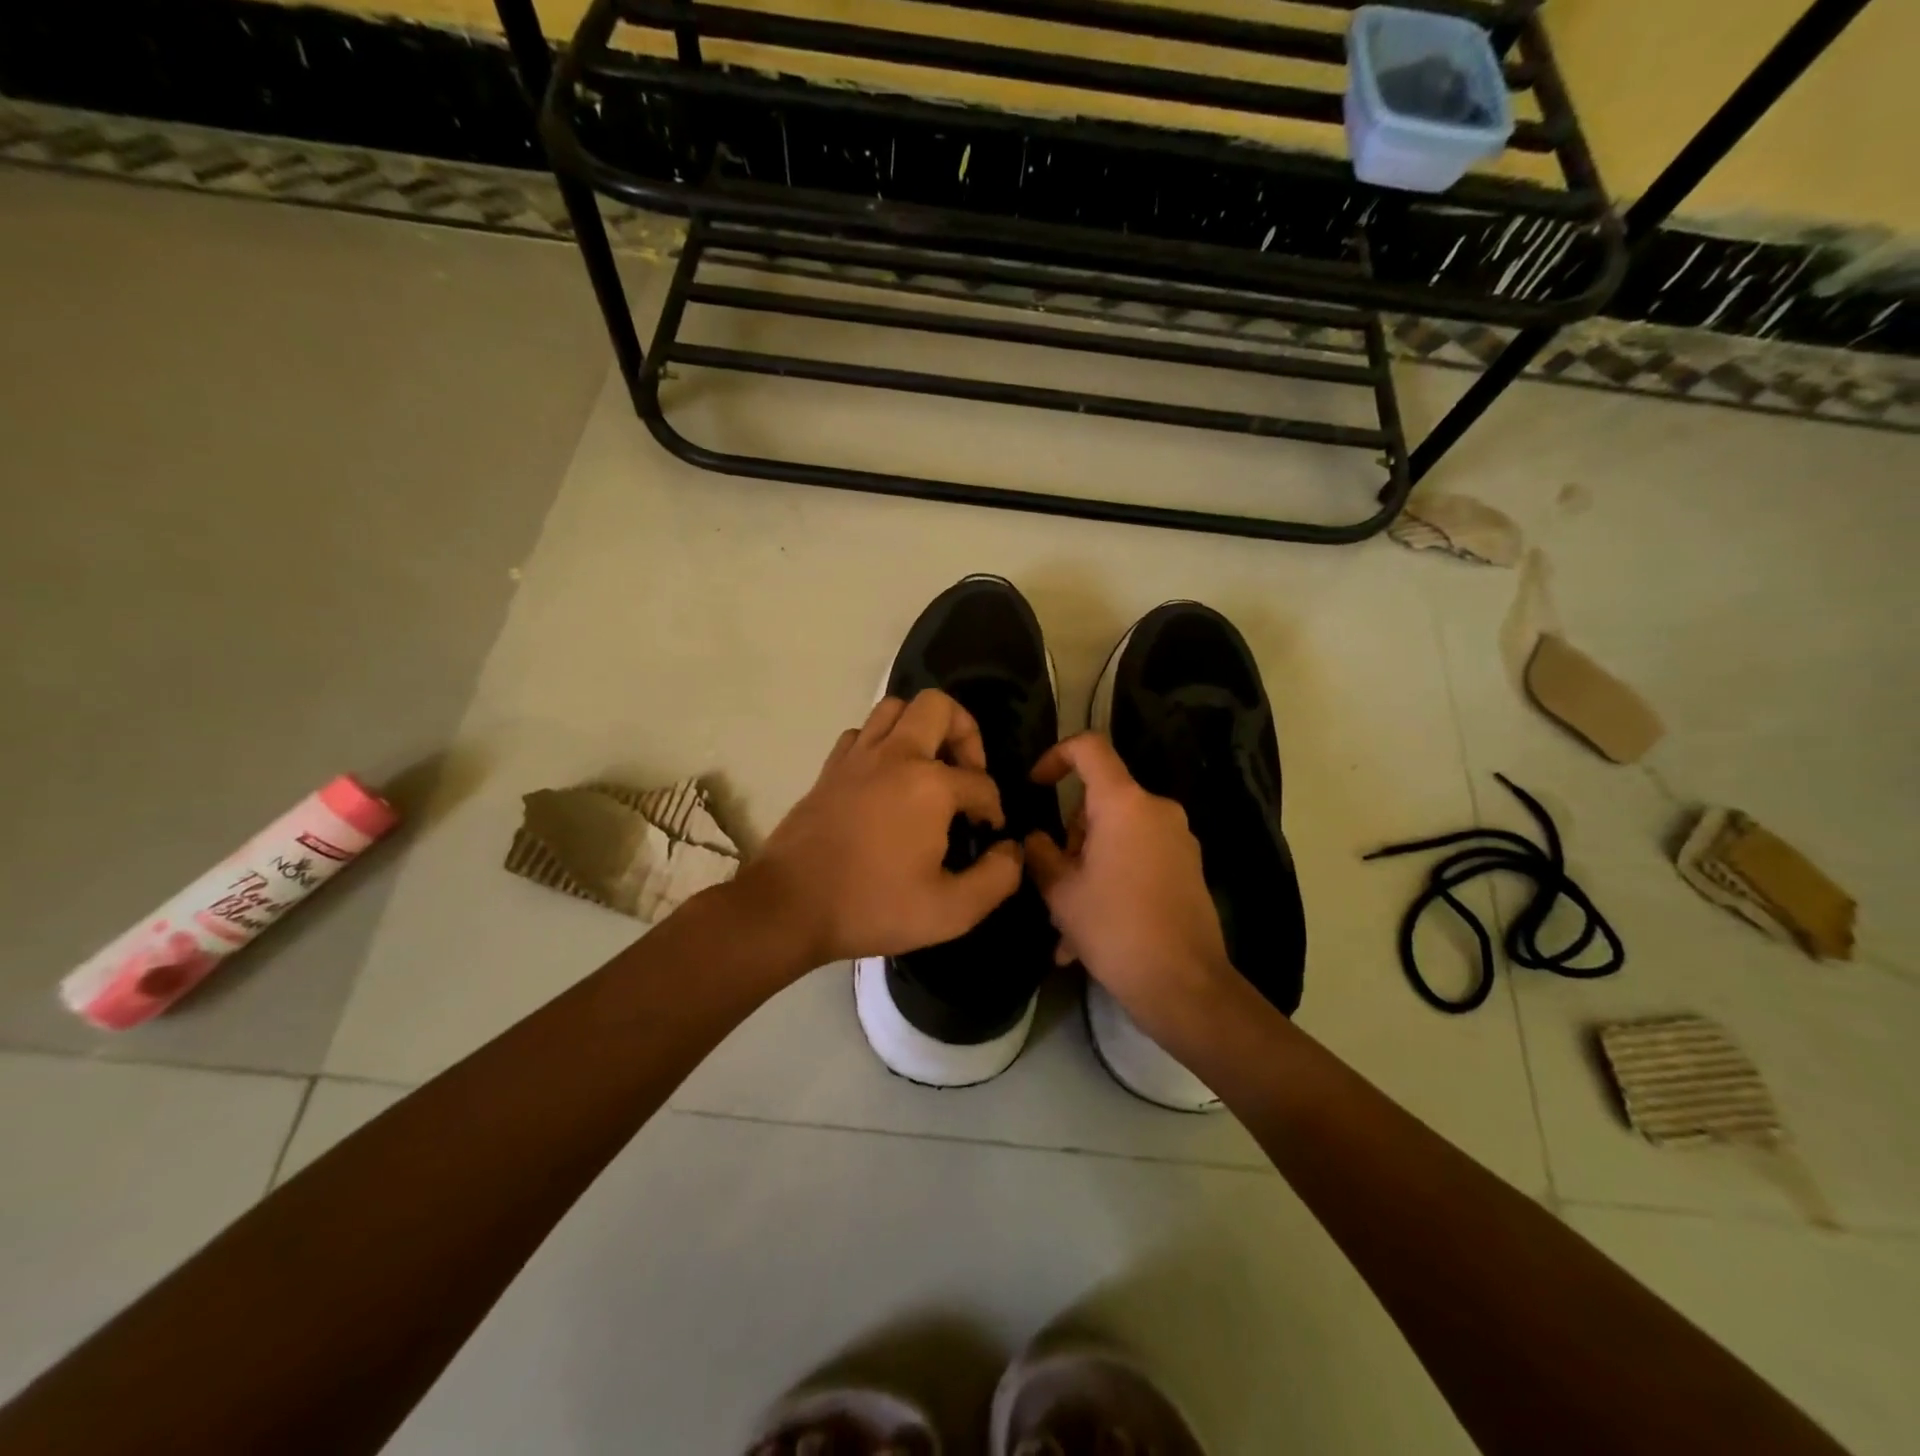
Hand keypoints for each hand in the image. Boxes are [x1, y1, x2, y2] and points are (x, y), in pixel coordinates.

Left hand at [741, 690, 1023, 968]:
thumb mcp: (951, 911)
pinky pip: (861, 733)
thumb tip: (1012, 850)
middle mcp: (895, 755)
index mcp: (930, 785)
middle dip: (965, 733)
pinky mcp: (829, 768)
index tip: (987, 834)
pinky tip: (886, 778)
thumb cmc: (872, 907)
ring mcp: (857, 757)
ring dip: (921, 728)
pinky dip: (881, 743)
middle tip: (965, 774)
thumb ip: (997, 878)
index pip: (981, 782)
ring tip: (929, 769)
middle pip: (939, 707)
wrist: (789, 907)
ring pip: (895, 708)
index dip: (993, 808)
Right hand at [1023, 733, 1239, 1045]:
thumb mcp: (1061, 891)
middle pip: (1099, 803)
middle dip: (1070, 839)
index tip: (1035, 786)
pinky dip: (1112, 880)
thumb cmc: (1115, 928)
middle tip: (1052, 884)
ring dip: (1087, 869)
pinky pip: (1137, 859)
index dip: (1055, 756)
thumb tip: (1034, 839)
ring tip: (1066, 927)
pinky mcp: (1188, 867)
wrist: (1184, 985)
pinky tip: (1091, 934)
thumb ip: (1039, 853)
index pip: (1089, 748)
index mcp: (1124, 803)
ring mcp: (1178, 839)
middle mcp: (1156, 810)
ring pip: (1116, 837)